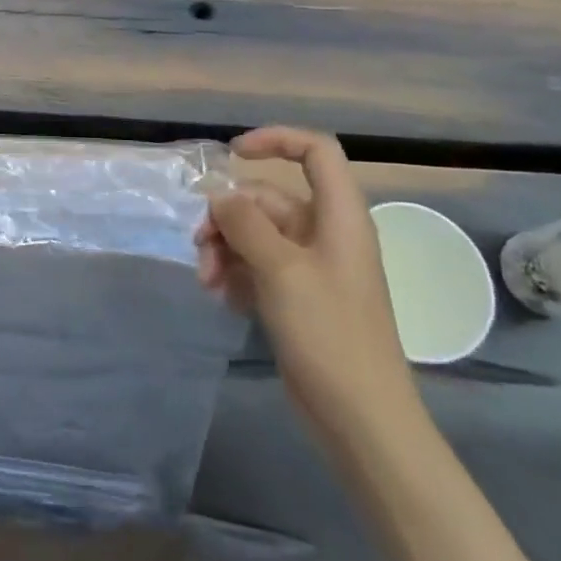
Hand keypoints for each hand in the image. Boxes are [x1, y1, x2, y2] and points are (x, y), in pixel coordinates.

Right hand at [196, 127, 417, 441]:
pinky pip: (258, 267)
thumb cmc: (329, 334)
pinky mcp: (298, 298)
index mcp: (338, 216)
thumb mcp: (281, 270)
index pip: (315, 152)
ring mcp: (311, 268)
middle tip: (199, 246)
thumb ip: (246, 224)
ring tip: (207, 281)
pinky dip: (236, 275)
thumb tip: (220, 196)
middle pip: (267, 200)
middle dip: (228, 217)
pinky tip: (222, 299)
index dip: (276, 140)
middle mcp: (325, 234)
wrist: (360, 419)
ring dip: (225, 250)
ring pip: (256, 235)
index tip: (232, 154)